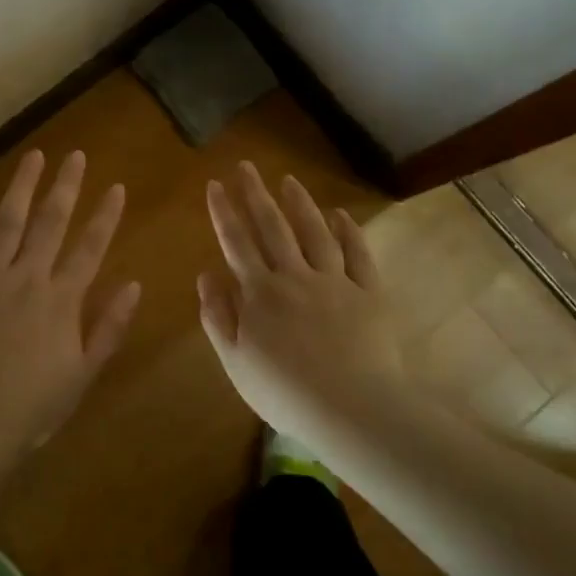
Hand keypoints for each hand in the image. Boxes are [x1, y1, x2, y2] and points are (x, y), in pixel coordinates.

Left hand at [0, 150, 140, 461]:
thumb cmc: (28, 410)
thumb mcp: (81, 376)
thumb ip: (108, 328)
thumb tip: (133, 285)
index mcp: (61, 301)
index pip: (90, 248)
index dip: (105, 216)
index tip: (116, 187)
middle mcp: (26, 278)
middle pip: (50, 223)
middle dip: (65, 186)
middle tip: (74, 155)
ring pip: (8, 222)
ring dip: (22, 186)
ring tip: (34, 156)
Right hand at [198, 163, 401, 433]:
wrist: (351, 409)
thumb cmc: (285, 393)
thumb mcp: (235, 362)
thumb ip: (218, 316)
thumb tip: (206, 274)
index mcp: (259, 293)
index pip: (236, 243)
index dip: (223, 212)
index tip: (214, 184)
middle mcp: (294, 276)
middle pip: (272, 227)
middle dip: (255, 194)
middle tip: (245, 166)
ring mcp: (334, 281)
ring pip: (314, 232)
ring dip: (299, 204)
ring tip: (288, 180)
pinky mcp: (368, 293)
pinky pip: (357, 254)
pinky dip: (348, 232)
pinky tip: (340, 215)